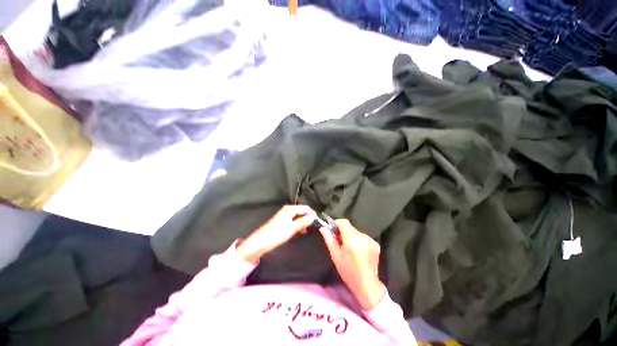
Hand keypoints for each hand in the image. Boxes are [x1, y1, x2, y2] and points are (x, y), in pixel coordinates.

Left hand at [237, 205, 316, 263]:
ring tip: (307, 230)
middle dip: (308, 218)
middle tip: (313, 226)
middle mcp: (288, 210)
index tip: (318, 221)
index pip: (305, 208)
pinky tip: (301, 231)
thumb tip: (313, 217)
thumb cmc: (277, 234)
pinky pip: (294, 221)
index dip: (312, 214)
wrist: (261, 242)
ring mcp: (285, 216)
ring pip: (298, 217)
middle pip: (302, 211)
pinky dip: (298, 225)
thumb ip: (303, 222)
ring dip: (303, 222)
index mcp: (290, 209)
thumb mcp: (292, 228)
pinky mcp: (283, 222)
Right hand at [319, 220, 384, 310]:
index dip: (337, 224)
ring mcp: (371, 240)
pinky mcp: (376, 244)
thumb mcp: (336, 257)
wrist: (367, 285)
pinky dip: (358, 240)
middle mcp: (363, 237)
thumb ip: (329, 240)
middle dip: (343, 231)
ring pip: (356, 231)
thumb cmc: (348, 272)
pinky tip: (358, 251)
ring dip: (351, 236)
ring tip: (349, 248)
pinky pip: (363, 236)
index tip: (333, 231)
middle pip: (350, 227)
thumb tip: (323, 228)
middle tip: (340, 242)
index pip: (344, 222)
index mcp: (352, 240)